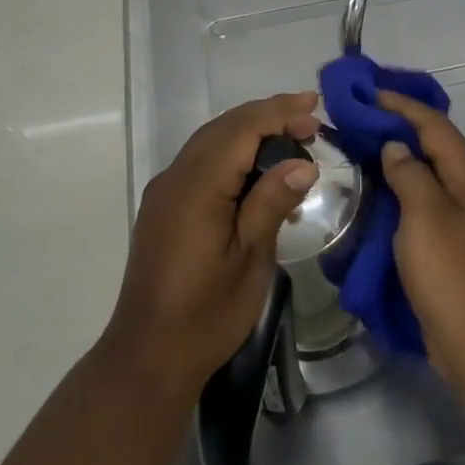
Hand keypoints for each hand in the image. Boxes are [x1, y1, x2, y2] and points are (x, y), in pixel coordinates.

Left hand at [106, 92, 320, 395]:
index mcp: (197, 187)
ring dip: (249, 131)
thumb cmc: (207, 313)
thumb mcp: (249, 260)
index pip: (241, 129)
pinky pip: (200, 162)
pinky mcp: (163, 207)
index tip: (316, 109)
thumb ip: (271, 204)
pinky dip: (232, 152)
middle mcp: (175, 178)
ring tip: (291, 136)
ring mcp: (165, 192)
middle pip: (223, 127)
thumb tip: (302, 164)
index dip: (279, 113)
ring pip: (209, 141)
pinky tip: (257, 168)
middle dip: (267, 116)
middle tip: (311, 120)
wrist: (149, 355)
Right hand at [376, 90, 464, 385]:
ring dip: (399, 164)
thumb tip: (397, 149)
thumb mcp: (427, 218)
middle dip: (399, 130)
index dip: (402, 106)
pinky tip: (377, 200)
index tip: (367, 93)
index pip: (435, 126)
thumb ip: (410, 176)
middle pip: (435, 149)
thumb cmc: (456, 277)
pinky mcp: (457, 252)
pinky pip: (426, 210)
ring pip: (430, 180)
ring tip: (360, 153)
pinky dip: (402, 197)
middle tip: (357, 121)